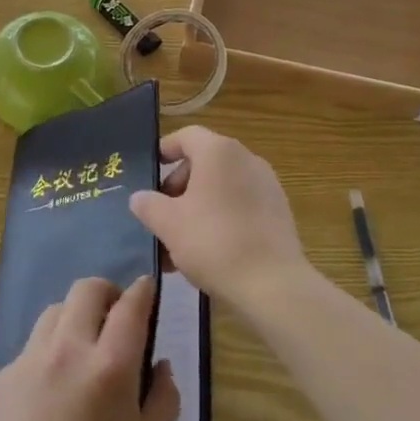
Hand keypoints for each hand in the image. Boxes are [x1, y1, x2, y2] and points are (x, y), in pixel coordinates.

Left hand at [0, 276, 179, 420]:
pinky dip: (49, 351)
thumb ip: (164, 397)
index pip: (130, 306)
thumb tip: (160, 364)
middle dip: (107, 294)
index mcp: (110, 366)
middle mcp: (68, 350)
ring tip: (83, 350)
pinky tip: (53, 389)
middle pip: (86, 290)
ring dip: (75, 318)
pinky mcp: (4, 378)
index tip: (147, 289)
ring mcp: (30, 360)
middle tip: (116, 317)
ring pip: (55, 311)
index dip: (142, 290)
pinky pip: (32, 346)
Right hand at [129, 127, 313, 308]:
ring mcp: (267, 185)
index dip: (165, 149)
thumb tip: (140, 197)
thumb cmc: (213, 242)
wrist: (273, 285)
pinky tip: (208, 251)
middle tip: (162, 214)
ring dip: (198, 206)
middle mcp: (246, 159)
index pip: (186, 136)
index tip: (150, 171)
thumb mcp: (168, 224)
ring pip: (222, 187)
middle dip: (179, 186)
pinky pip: (241, 205)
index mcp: (219, 152)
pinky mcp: (279, 212)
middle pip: (204, 162)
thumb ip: (148, 205)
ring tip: (180, 242)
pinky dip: (221, 218)